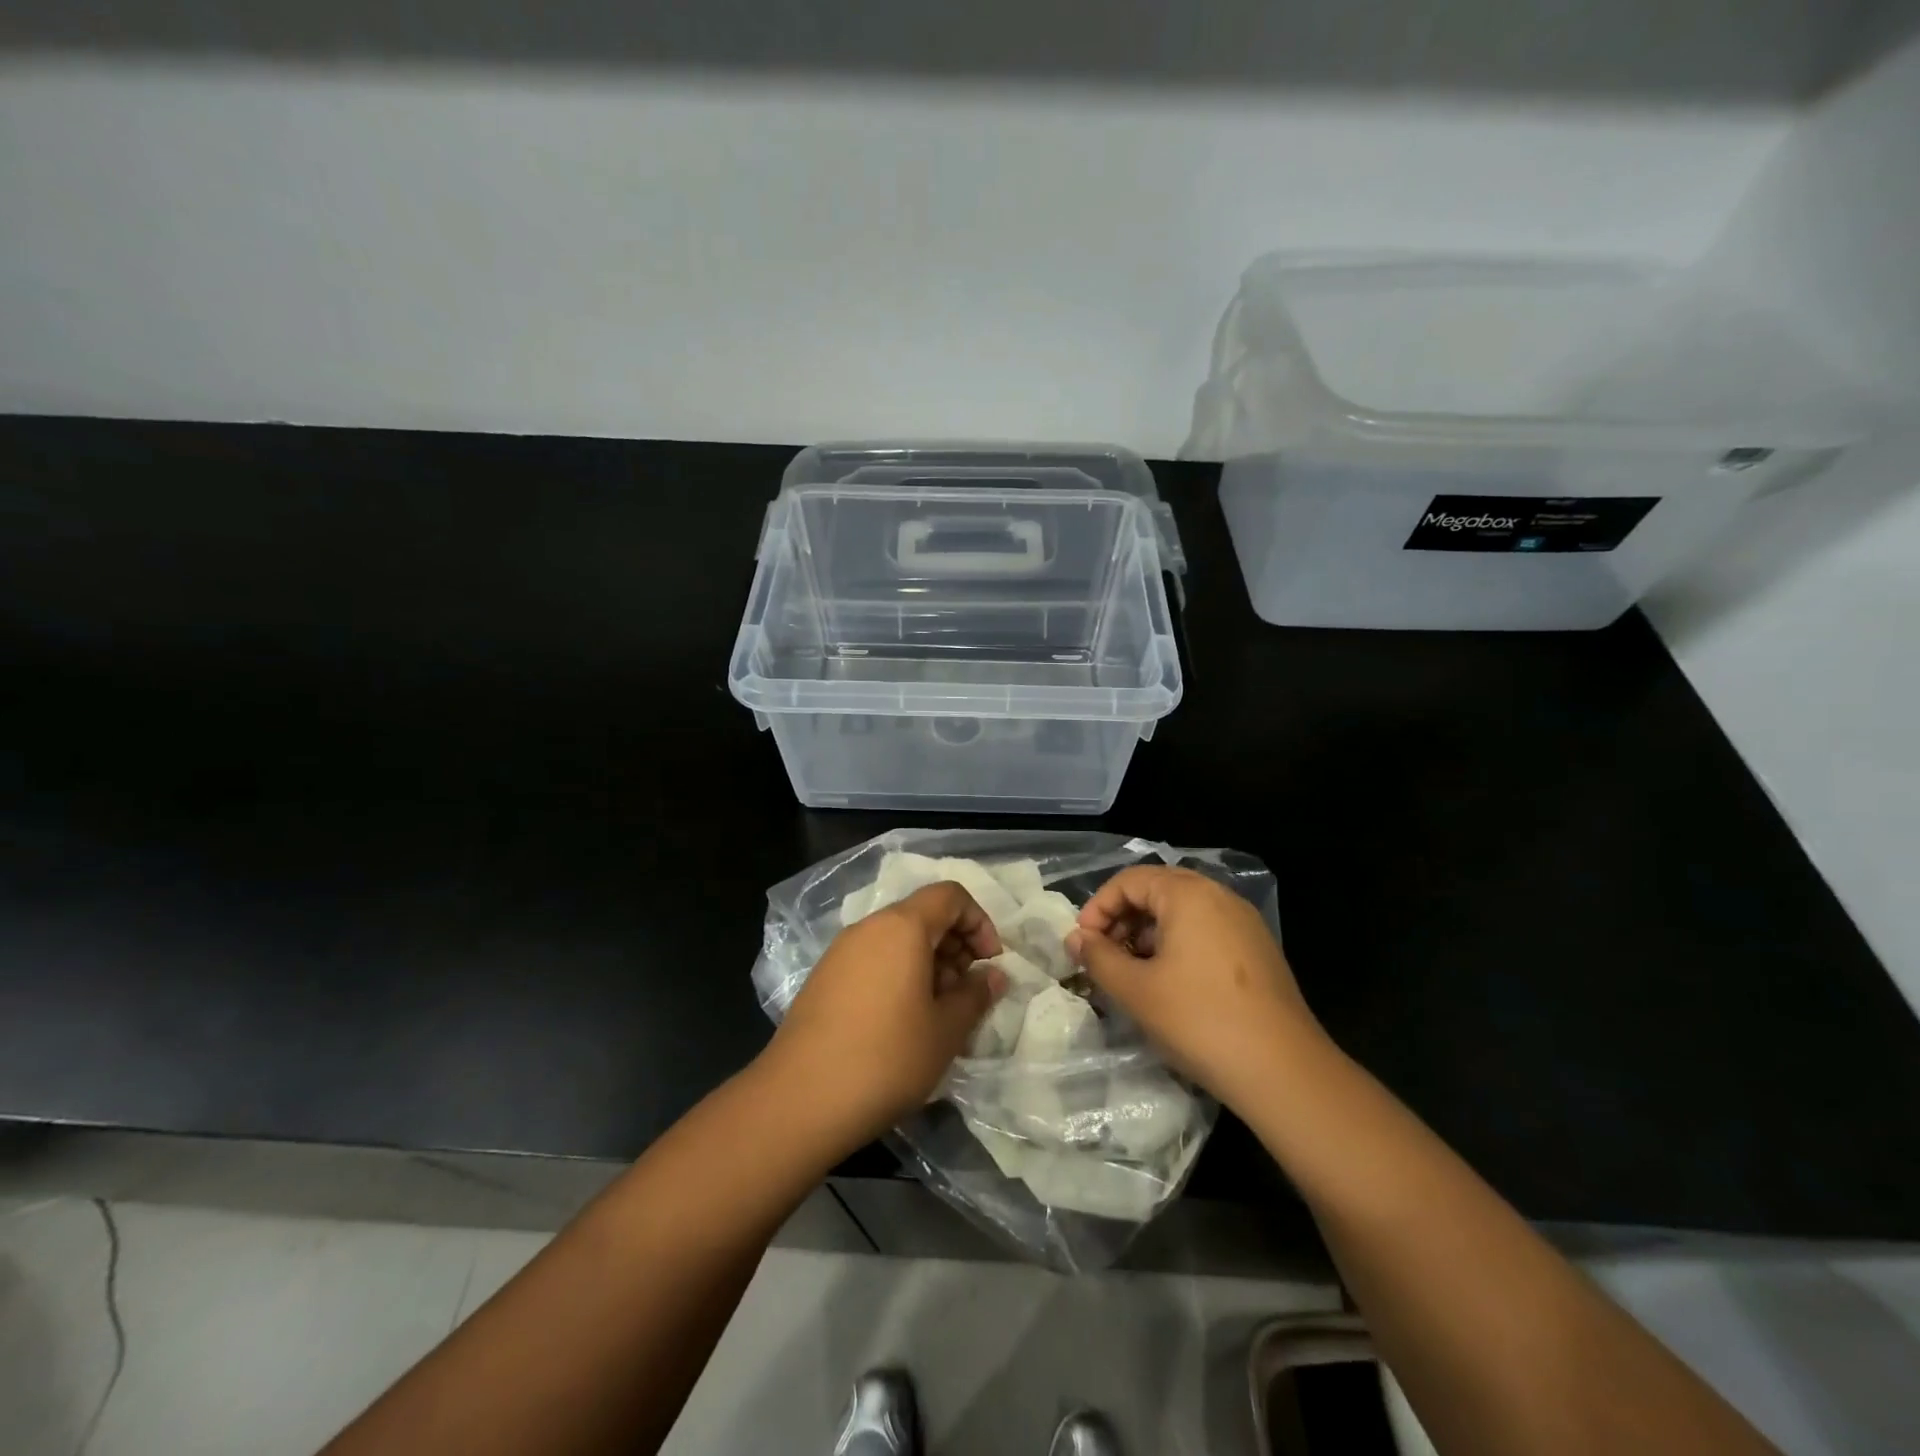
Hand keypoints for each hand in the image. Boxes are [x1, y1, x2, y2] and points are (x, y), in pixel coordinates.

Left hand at [762, 882, 1007, 1149]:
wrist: (799, 1100)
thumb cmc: (886, 1058)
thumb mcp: (946, 1031)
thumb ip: (975, 995)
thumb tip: (994, 976)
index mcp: (902, 927)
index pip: (950, 896)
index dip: (979, 922)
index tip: (990, 963)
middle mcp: (869, 927)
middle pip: (923, 915)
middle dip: (956, 945)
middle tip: (968, 992)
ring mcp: (841, 952)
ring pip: (897, 939)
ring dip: (929, 963)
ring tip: (939, 1013)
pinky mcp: (824, 978)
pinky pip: (874, 959)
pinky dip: (899, 975)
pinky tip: (903, 1022)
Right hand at [1067, 865, 1324, 1111]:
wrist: (1284, 1071)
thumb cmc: (1199, 1021)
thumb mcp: (1136, 990)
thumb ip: (1098, 958)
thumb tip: (1075, 939)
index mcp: (1188, 894)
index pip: (1129, 880)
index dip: (1098, 907)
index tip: (1082, 943)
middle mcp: (1219, 896)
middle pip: (1157, 890)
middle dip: (1122, 918)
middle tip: (1103, 955)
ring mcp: (1244, 922)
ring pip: (1182, 911)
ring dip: (1148, 933)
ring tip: (1132, 972)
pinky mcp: (1258, 950)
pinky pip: (1206, 930)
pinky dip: (1177, 945)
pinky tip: (1169, 983)